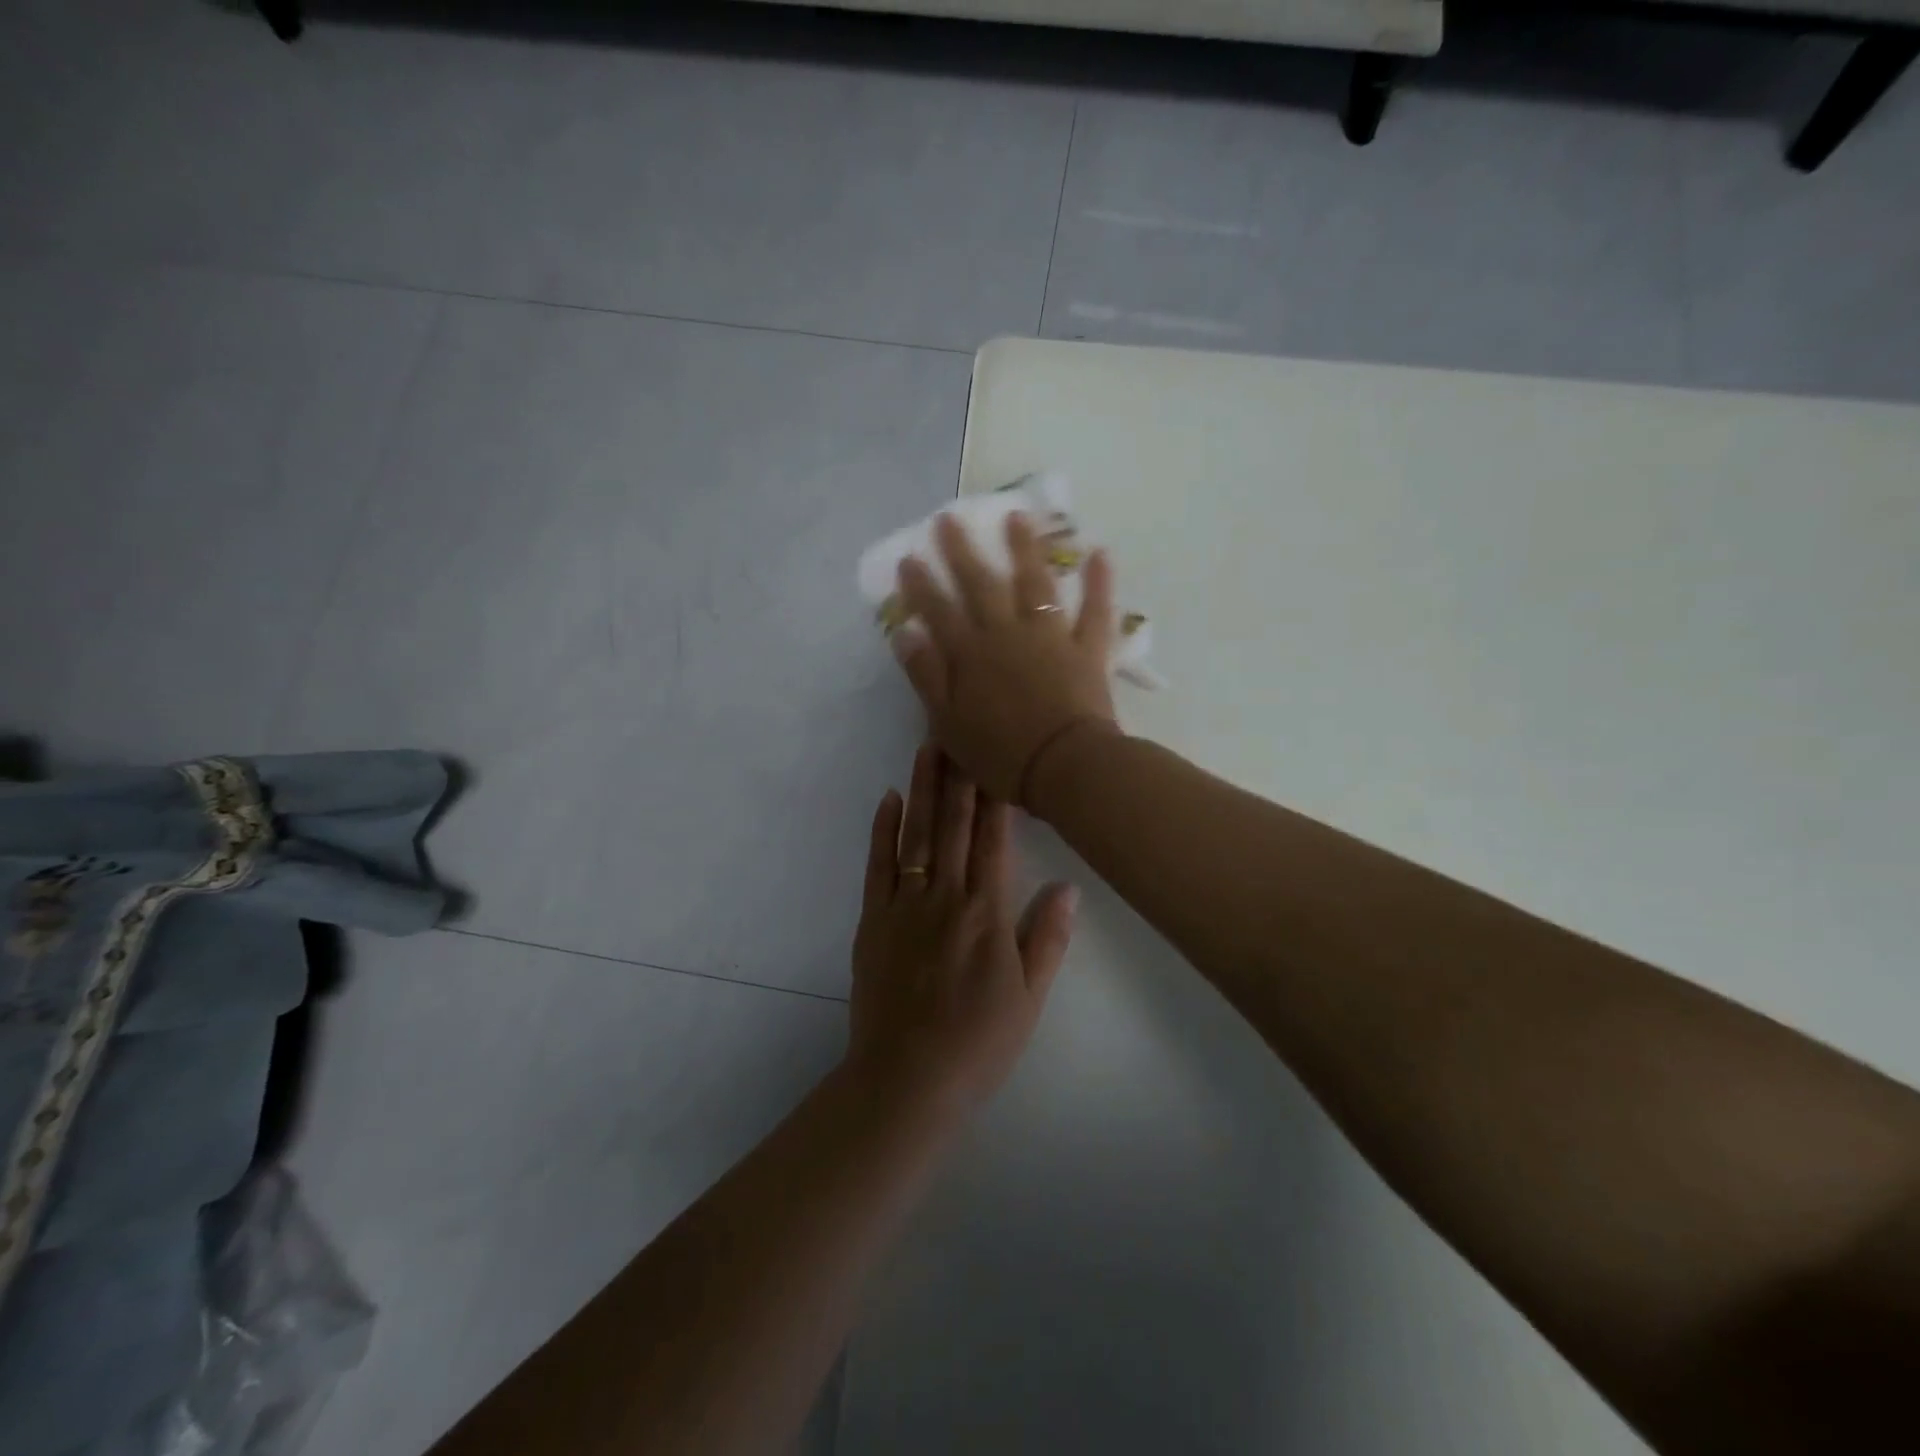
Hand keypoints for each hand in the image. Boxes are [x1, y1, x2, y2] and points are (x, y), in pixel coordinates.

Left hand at [847, 746, 1076, 1116]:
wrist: (907, 1080)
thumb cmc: (978, 1043)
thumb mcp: (1028, 998)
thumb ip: (1046, 938)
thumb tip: (1068, 886)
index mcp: (987, 913)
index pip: (994, 840)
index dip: (995, 795)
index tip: (996, 754)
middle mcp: (946, 897)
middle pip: (954, 825)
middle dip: (958, 775)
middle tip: (958, 727)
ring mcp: (905, 906)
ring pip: (916, 835)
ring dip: (923, 789)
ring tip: (928, 747)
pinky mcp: (873, 921)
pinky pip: (879, 866)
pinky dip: (883, 830)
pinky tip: (889, 799)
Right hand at [893, 512, 1119, 806]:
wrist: (1064, 767)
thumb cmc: (1001, 753)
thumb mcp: (948, 722)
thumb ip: (926, 676)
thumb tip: (905, 633)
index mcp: (971, 654)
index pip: (939, 611)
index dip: (921, 585)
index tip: (909, 558)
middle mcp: (1007, 633)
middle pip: (981, 585)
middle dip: (962, 551)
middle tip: (949, 519)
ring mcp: (1050, 636)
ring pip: (1035, 583)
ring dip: (1025, 548)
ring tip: (1017, 516)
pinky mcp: (1086, 648)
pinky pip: (1095, 609)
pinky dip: (1099, 581)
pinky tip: (1100, 552)